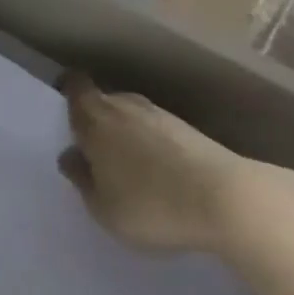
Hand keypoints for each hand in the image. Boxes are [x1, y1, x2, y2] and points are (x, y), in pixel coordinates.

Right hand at [56, 74, 249, 253]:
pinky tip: (159, 172)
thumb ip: (82, 179)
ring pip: (131, 114)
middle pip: (103, 99)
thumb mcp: (103, 207)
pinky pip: (157, 129)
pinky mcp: (191, 130)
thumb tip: (71, 155)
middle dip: (97, 117)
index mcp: (95, 117)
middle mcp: (125, 105)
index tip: (65, 111)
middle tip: (95, 149)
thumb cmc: (151, 204)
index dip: (68, 92)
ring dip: (126, 132)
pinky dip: (152, 143)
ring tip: (128, 165)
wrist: (228, 201)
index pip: (75, 86)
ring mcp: (161, 114)